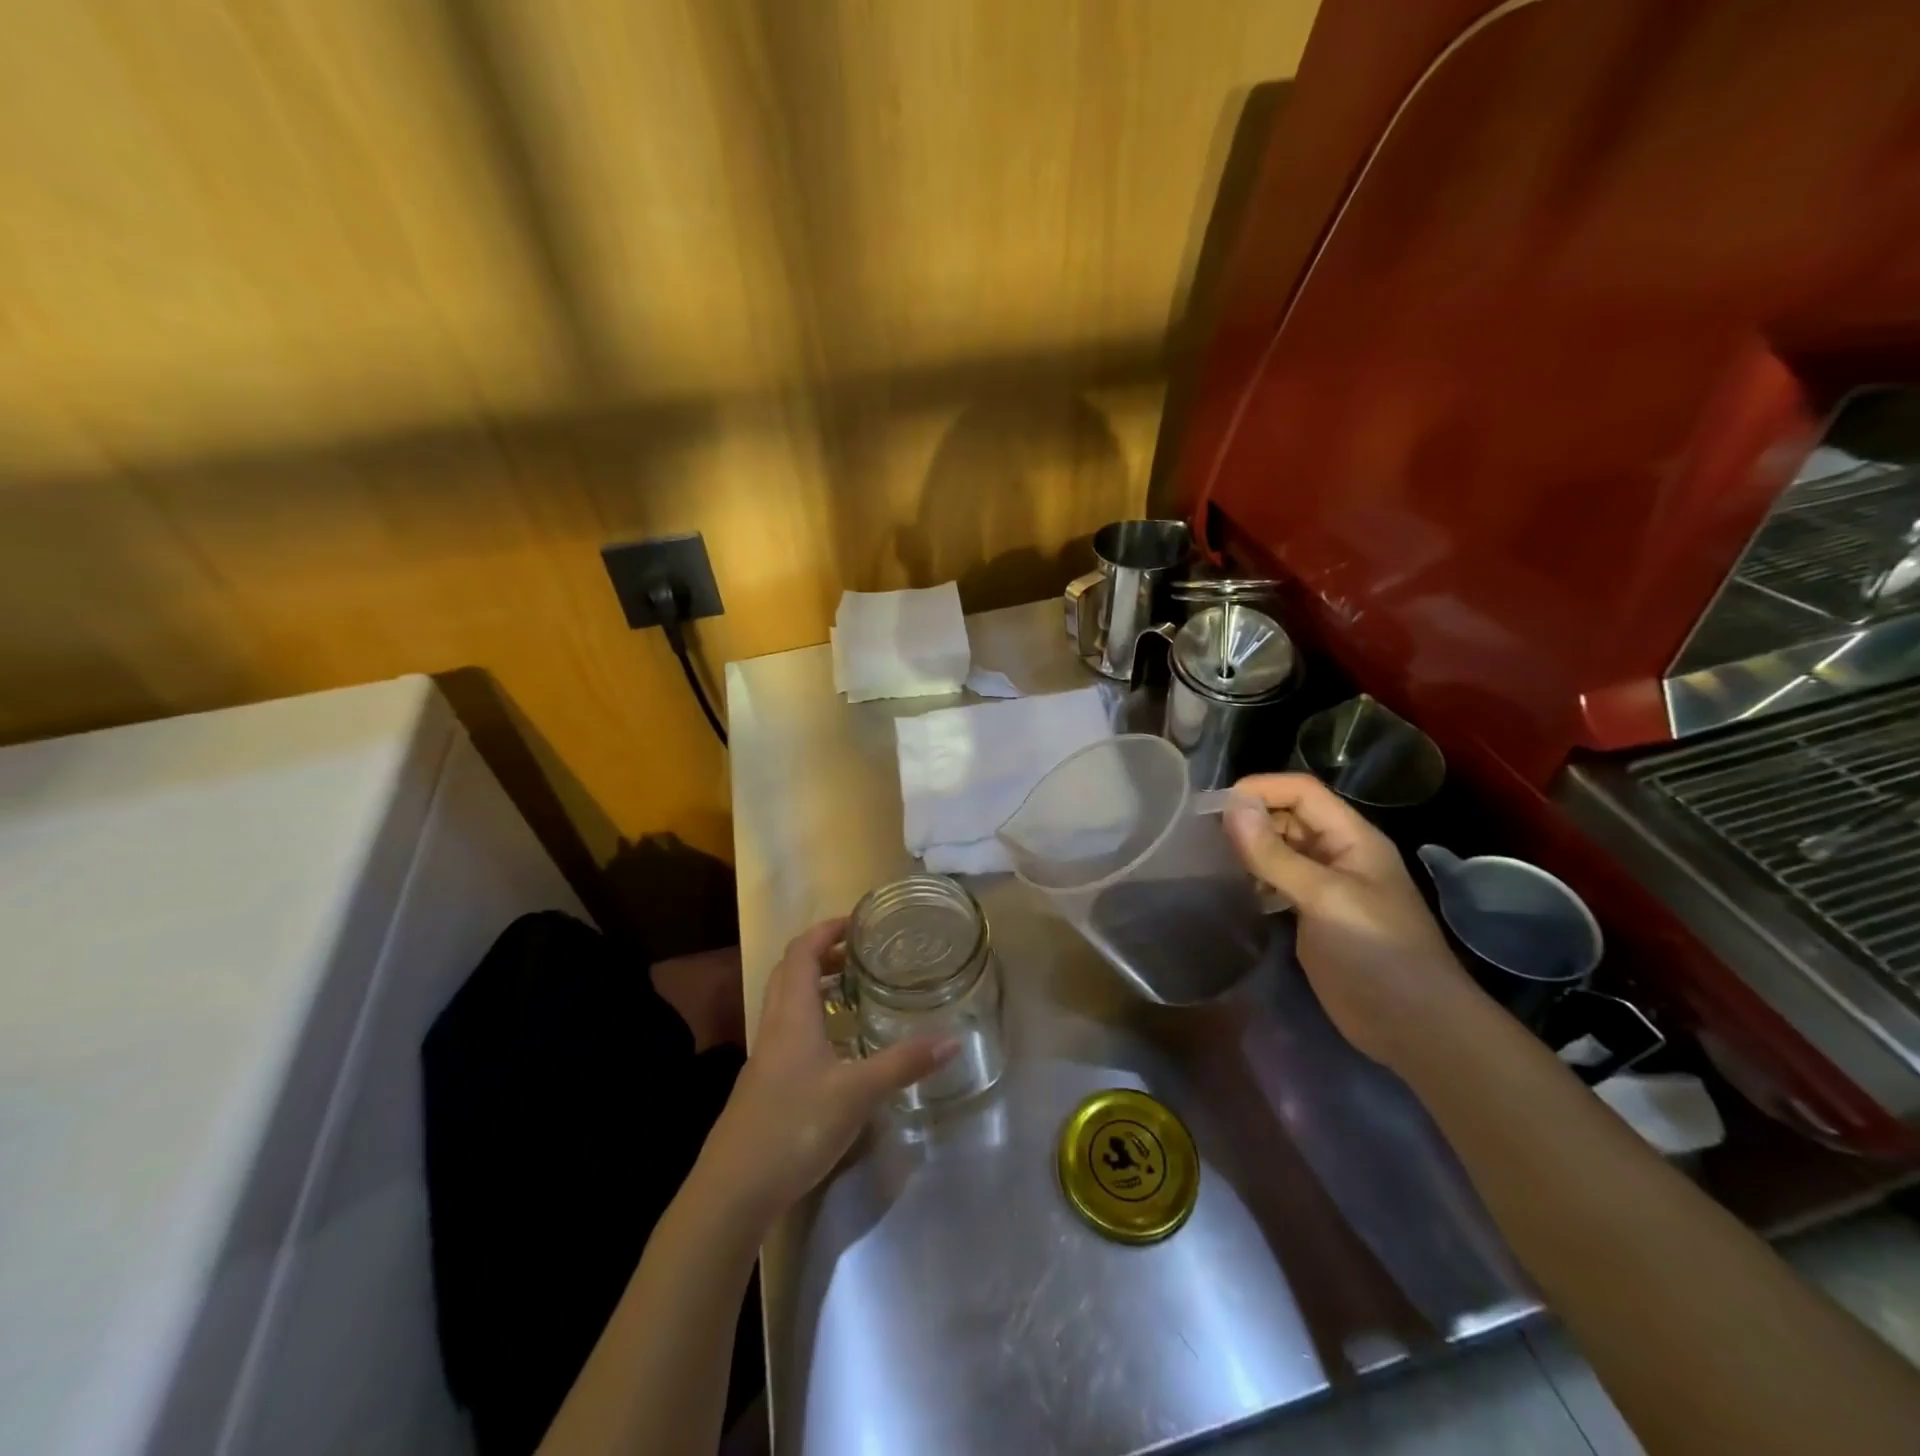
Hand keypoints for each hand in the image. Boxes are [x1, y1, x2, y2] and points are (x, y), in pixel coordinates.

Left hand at [698, 918, 956, 1224]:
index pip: (802, 952)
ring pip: (787, 1001)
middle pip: (791, 971)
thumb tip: (952, 1039)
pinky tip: (837, 1045)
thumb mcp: (856, 1094)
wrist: (734, 1191)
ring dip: (816, 985)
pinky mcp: (765, 1083)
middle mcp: (774, 1025)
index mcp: (792, 1015)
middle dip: (823, 954)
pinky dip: (812, 1018)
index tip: (858, 923)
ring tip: (853, 991)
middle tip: (860, 955)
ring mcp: (766, 1056)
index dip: (826, 930)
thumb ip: (903, 1063)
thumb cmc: (794, 1127)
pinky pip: (788, 1030)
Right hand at [1224, 773, 1475, 1068]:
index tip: (1213, 808)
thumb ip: (1274, 854)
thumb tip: (1230, 806)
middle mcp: (1337, 854)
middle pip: (1288, 817)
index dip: (1260, 790)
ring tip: (1208, 860)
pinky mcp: (1312, 916)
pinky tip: (1231, 890)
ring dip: (1248, 849)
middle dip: (1248, 819)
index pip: (1301, 791)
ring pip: (1279, 850)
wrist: (1414, 1027)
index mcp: (1351, 837)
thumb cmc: (1376, 951)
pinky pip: (1277, 882)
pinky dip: (1253, 879)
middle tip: (1200, 835)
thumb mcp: (1323, 897)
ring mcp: (1325, 887)